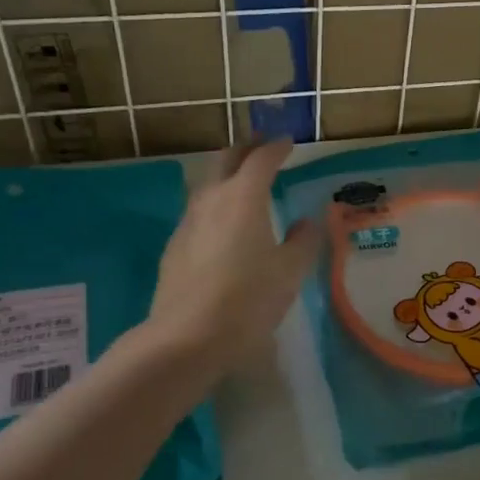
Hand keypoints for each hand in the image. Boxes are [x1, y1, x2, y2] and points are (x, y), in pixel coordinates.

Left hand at [145, 138, 320, 366]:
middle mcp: (211, 200)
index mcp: (244, 197)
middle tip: (263, 149)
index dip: (276, 147)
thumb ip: (303, 241)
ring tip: (245, 186)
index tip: (288, 143)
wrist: (187, 337)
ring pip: (208, 185)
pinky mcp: (174, 247)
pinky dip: (215, 206)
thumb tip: (305, 223)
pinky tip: (224, 227)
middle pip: (226, 160)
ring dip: (227, 177)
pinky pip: (198, 213)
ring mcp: (187, 223)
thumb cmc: (248, 299)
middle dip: (246, 150)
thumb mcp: (290, 272)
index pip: (261, 159)